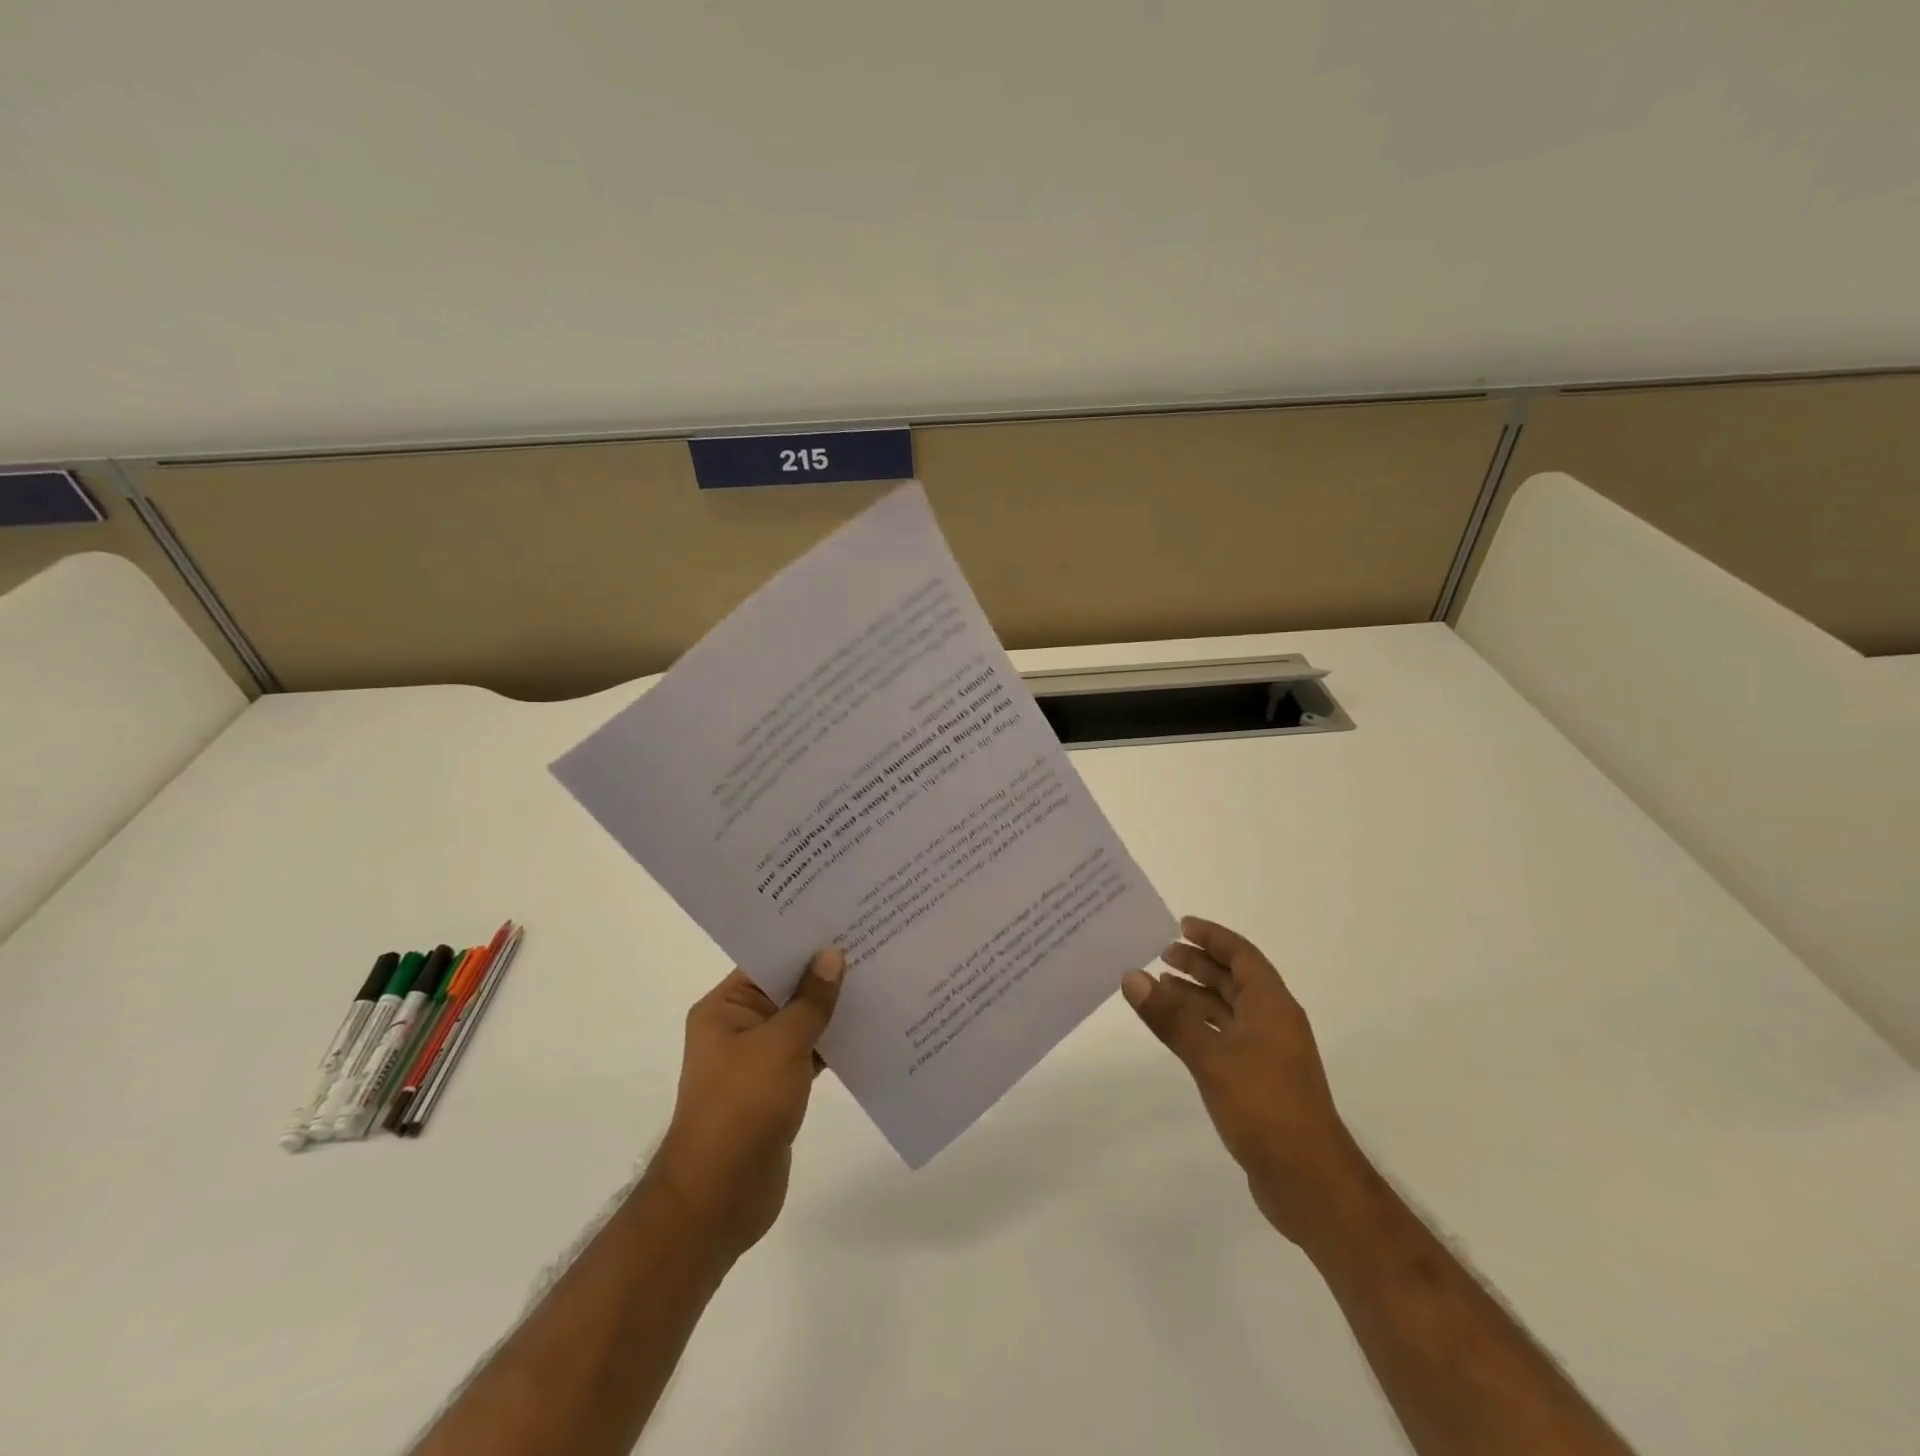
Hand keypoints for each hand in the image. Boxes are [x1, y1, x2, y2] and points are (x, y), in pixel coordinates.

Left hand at [651, 950, 845, 1261]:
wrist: (720, 1197)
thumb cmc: (743, 1107)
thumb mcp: (781, 1044)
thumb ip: (811, 1000)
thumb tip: (832, 956)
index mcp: (724, 1008)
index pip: (767, 961)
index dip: (804, 942)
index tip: (844, 920)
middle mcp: (738, 1028)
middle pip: (786, 989)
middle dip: (825, 973)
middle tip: (873, 943)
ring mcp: (757, 1060)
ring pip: (801, 1022)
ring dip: (833, 1009)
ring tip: (880, 978)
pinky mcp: (777, 1089)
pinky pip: (810, 1053)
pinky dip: (834, 1044)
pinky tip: (872, 1030)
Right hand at [1124, 917, 1363, 1246]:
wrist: (1309, 1180)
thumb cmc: (1264, 1105)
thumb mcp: (1210, 1056)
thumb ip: (1170, 1017)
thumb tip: (1131, 976)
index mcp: (1272, 1006)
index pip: (1242, 955)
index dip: (1213, 937)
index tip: (1181, 925)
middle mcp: (1273, 1022)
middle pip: (1235, 980)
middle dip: (1201, 964)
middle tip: (1162, 953)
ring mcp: (1268, 1054)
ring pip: (1229, 1010)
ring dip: (1197, 995)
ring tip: (1160, 986)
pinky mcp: (1259, 1081)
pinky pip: (1225, 1037)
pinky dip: (1200, 1026)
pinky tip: (1177, 1032)